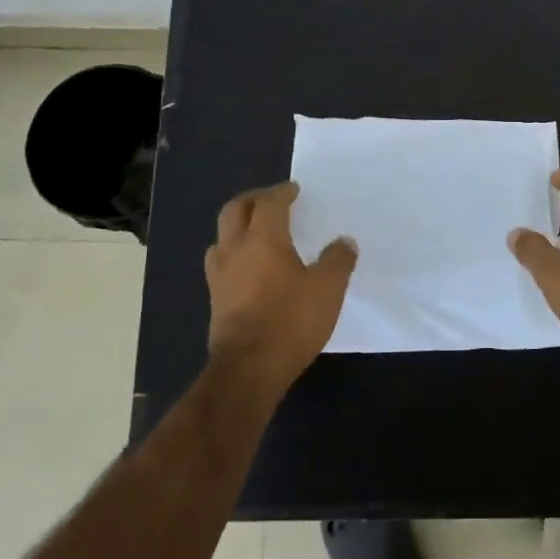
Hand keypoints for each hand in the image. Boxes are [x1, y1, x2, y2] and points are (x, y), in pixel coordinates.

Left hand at [205, 182, 357, 396]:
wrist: (249, 369)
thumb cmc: (290, 321)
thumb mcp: (328, 289)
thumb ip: (338, 260)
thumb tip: (344, 241)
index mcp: (263, 239)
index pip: (269, 203)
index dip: (282, 192)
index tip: (294, 190)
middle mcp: (235, 249)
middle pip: (235, 210)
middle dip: (253, 200)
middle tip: (272, 200)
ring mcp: (220, 275)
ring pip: (222, 236)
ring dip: (238, 226)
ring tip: (257, 232)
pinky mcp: (215, 298)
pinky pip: (221, 262)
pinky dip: (234, 252)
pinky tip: (247, 267)